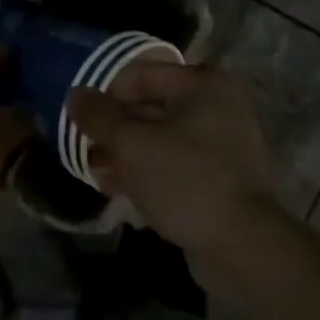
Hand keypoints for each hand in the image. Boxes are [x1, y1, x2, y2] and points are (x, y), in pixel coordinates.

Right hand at [65, 63, 284, 259]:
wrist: (243, 245)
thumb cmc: (185, 181)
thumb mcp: (131, 144)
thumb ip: (99, 116)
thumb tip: (75, 94)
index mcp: (201, 86)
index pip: (140, 74)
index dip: (105, 95)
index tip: (81, 122)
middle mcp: (217, 106)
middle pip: (150, 107)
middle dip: (114, 129)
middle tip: (86, 151)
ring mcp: (223, 144)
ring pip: (161, 139)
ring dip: (126, 154)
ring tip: (97, 175)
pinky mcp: (221, 178)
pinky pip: (176, 165)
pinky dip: (148, 173)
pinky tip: (120, 191)